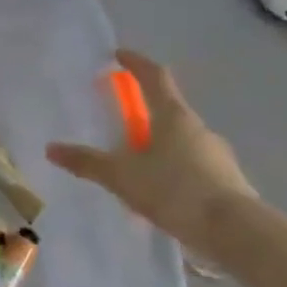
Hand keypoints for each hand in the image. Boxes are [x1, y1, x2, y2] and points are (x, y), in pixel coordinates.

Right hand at [46, 49, 255, 253]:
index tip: (119, 55)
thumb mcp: (122, 177)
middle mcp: (198, 127)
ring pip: (182, 139)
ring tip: (137, 164)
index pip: (154, 77)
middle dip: (145, 109)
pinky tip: (162, 191)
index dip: (136, 63)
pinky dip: (174, 169)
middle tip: (121, 120)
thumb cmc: (175, 190)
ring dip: (160, 143)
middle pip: (169, 108)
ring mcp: (216, 154)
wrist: (235, 231)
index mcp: (173, 116)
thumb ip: (87, 162)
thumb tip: (51, 148)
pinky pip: (193, 165)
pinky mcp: (226, 180)